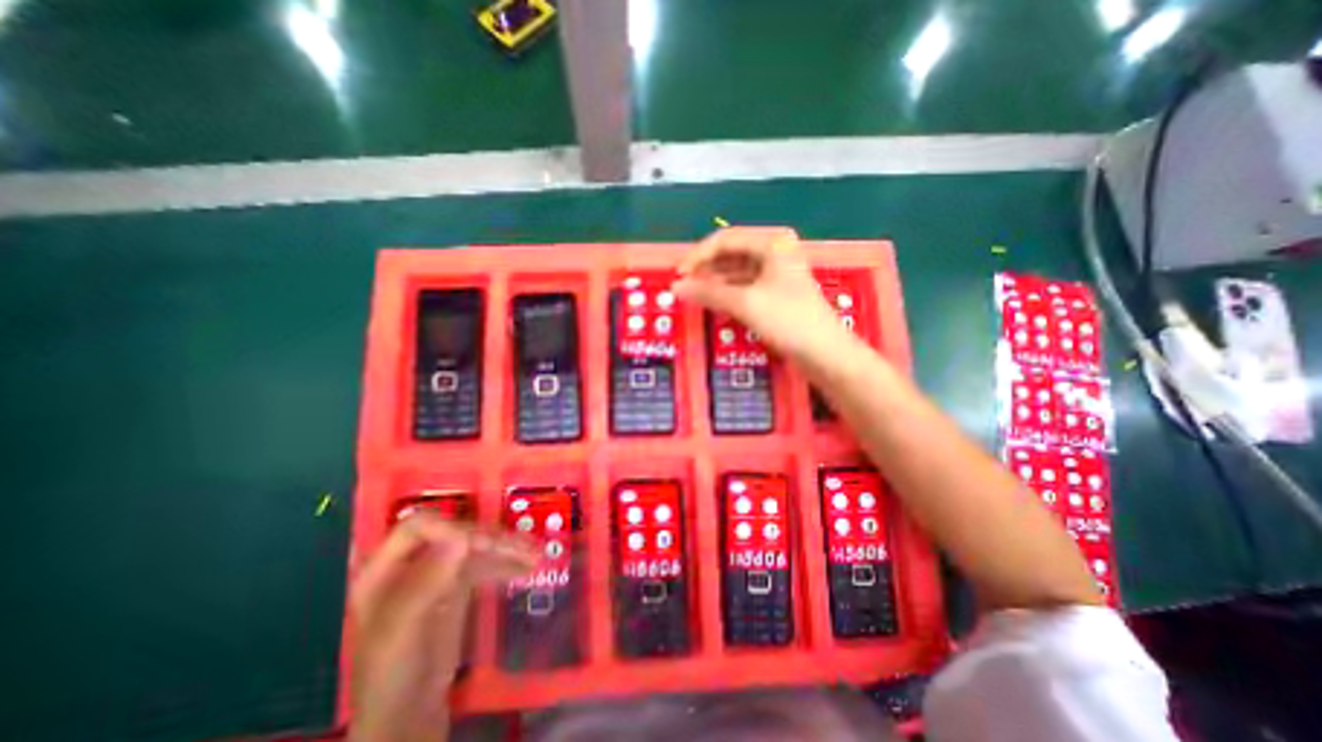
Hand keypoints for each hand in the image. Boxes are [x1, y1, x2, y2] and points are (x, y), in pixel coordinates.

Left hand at [351, 514, 542, 741]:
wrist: (408, 716)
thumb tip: (461, 536)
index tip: (481, 543)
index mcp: (383, 569)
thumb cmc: (394, 673)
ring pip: (475, 547)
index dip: (449, 528)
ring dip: (507, 549)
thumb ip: (426, 582)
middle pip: (455, 533)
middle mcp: (411, 562)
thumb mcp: (402, 631)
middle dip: (491, 538)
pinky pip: (484, 564)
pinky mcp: (457, 585)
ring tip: (536, 554)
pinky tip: (528, 568)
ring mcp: (436, 572)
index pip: (418, 527)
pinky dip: (506, 564)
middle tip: (524, 546)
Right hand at [675, 226, 850, 360]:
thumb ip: (709, 292)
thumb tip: (676, 287)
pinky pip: (745, 286)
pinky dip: (728, 293)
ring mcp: (777, 273)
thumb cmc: (788, 320)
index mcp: (771, 242)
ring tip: (694, 296)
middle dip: (706, 269)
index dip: (698, 255)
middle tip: (684, 287)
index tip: (679, 275)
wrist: (825, 353)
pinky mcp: (776, 292)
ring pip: (737, 271)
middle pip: (731, 254)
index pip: (725, 239)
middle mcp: (774, 251)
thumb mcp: (745, 303)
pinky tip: (714, 304)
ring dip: (715, 282)